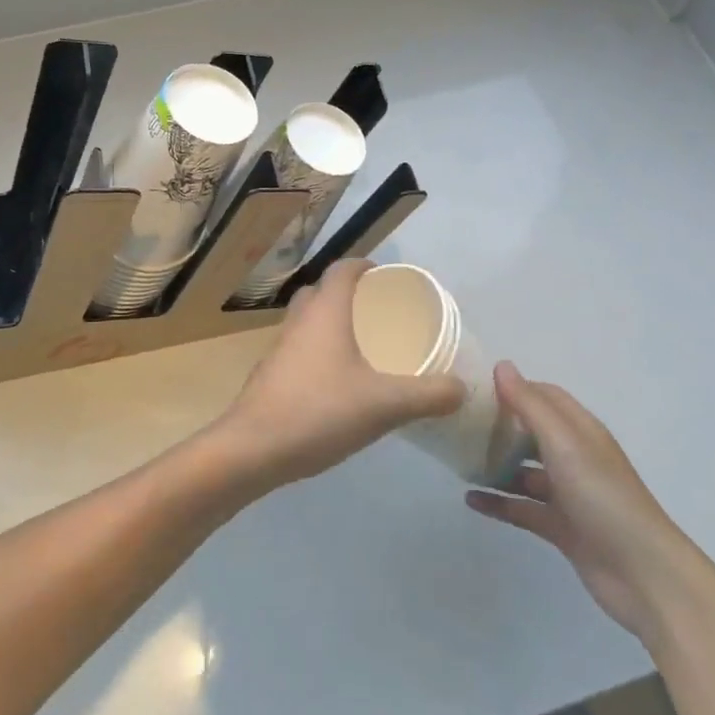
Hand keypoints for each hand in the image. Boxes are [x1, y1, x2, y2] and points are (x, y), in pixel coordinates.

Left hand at [206, 260, 464, 491]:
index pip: (343, 269)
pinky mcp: (270, 373)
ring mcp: (280, 347)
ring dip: (331, 323)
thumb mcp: (385, 405)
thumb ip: (428, 395)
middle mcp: (299, 320)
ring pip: (307, 320)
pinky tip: (337, 382)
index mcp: (325, 312)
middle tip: (379, 313)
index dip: (365, 266)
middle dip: (349, 294)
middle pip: (322, 291)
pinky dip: (318, 351)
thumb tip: (461, 388)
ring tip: (362, 346)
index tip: (387, 277)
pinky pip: (299, 348)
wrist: (253, 448)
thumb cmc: (320, 411)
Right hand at [465, 362, 704, 643]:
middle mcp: (574, 457)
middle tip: (459, 423)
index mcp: (580, 431)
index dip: (513, 388)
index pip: (544, 396)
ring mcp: (568, 494)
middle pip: (531, 432)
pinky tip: (470, 500)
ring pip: (524, 471)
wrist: (643, 575)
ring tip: (458, 461)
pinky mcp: (561, 527)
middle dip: (499, 426)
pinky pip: (522, 508)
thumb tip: (501, 365)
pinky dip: (498, 502)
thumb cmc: (603, 497)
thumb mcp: (564, 443)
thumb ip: (530, 405)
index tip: (475, 387)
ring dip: (495, 465)